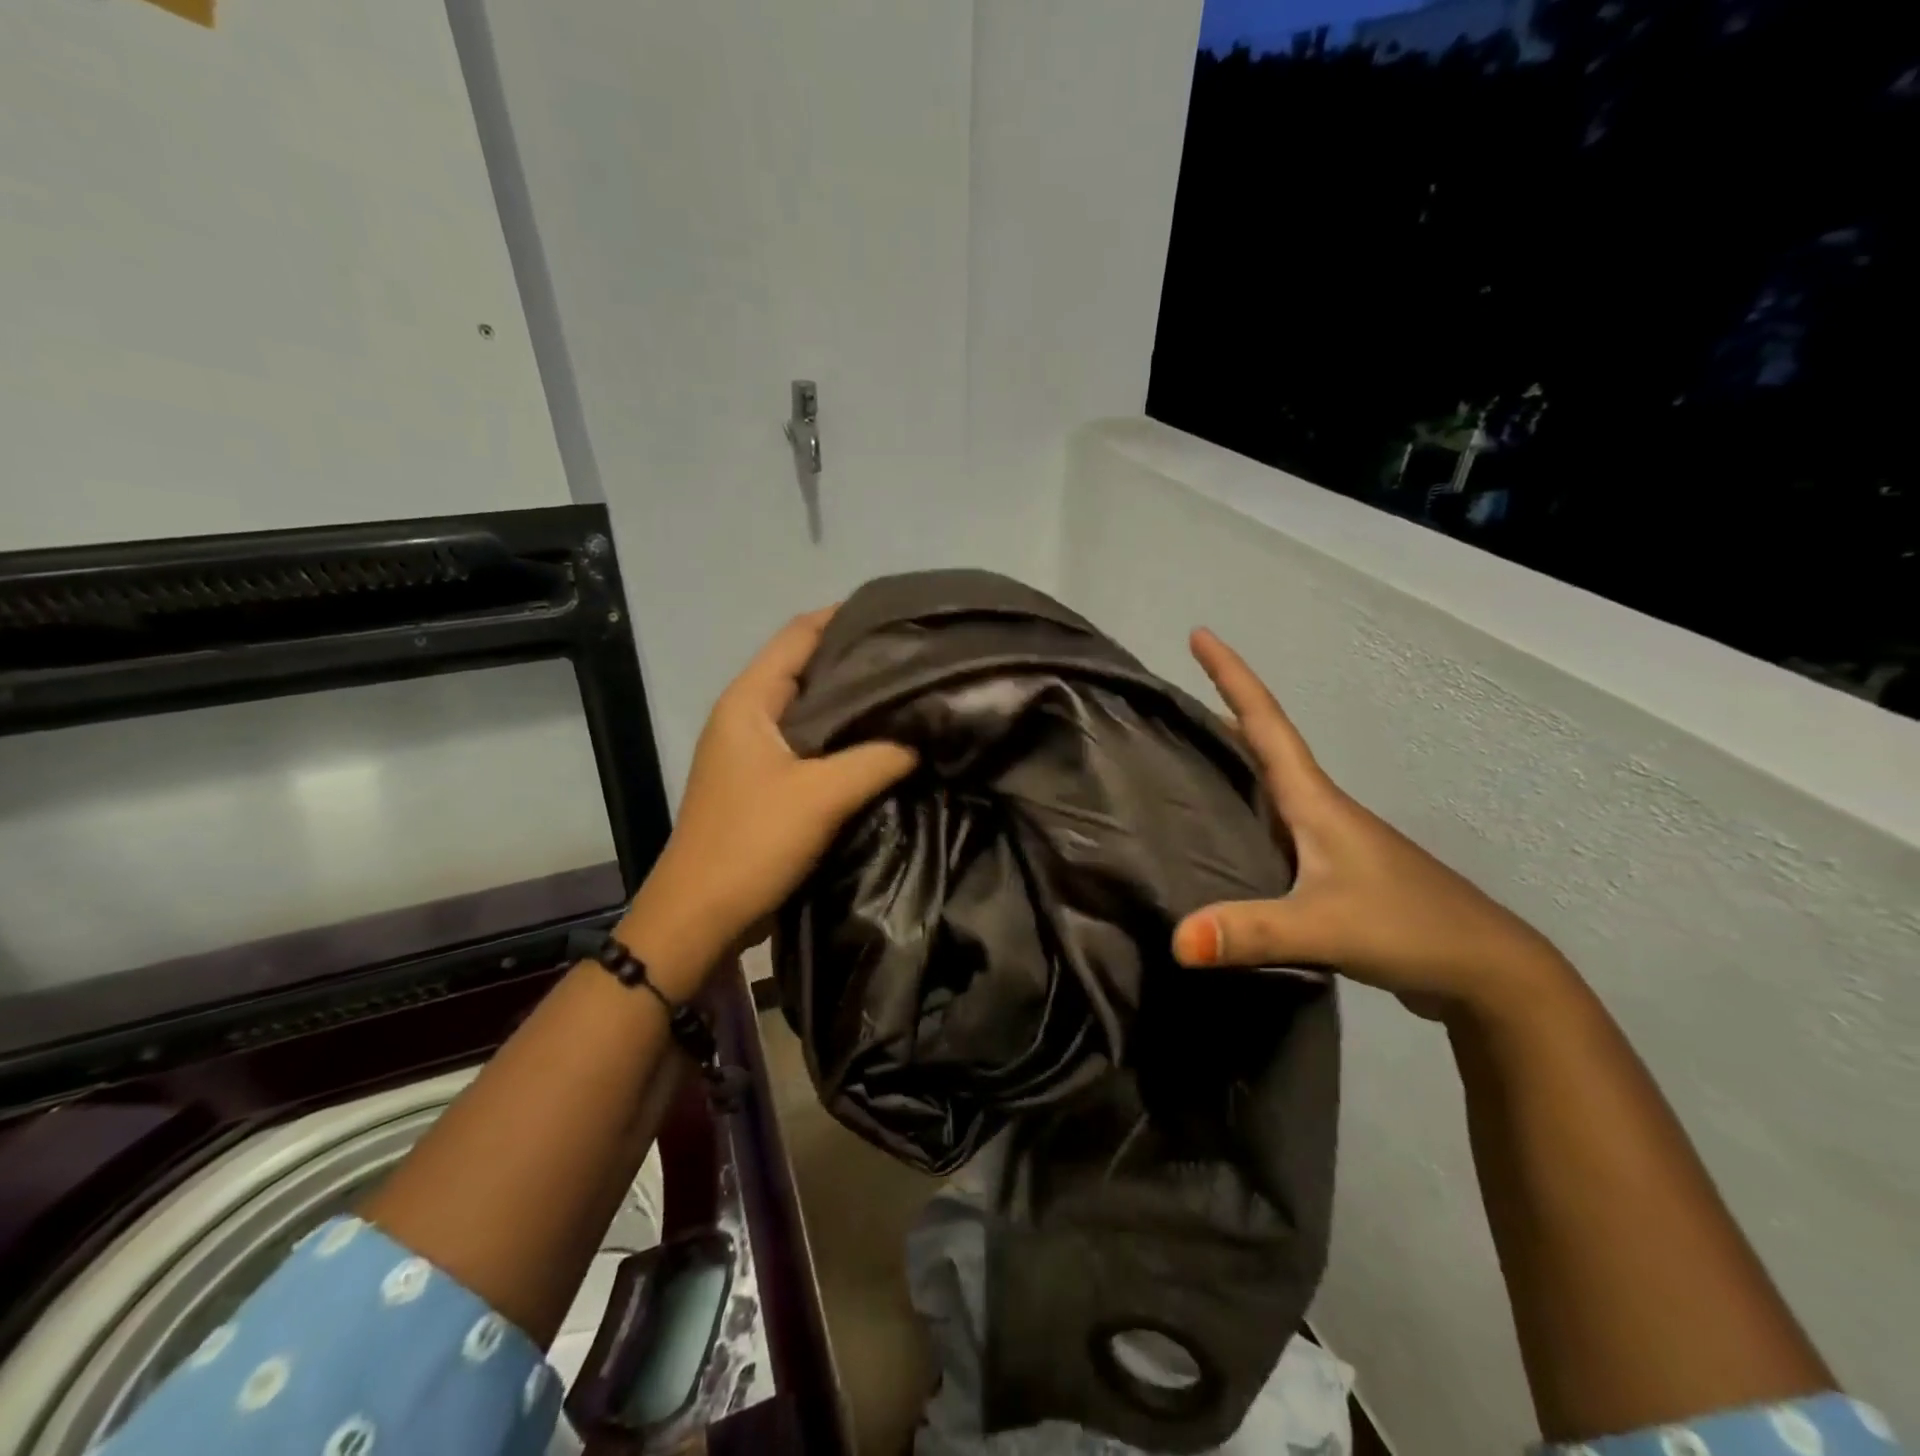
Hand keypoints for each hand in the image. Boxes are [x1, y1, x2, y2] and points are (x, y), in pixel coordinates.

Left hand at [623, 608, 917, 994]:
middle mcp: (748, 716)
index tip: (900, 615)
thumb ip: (878, 757)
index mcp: (749, 701)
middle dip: (858, 660)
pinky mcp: (765, 784)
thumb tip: (925, 734)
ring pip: (812, 711)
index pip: (799, 634)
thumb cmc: (751, 844)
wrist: (699, 918)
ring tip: (910, 696)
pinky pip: (812, 746)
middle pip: (807, 669)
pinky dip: (845, 740)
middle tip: (918, 658)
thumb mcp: (822, 795)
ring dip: (854, 704)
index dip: (845, 616)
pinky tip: (884, 745)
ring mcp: (754, 751)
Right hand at [1171, 629, 1567, 1017]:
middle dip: (1222, 710)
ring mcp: (1329, 840)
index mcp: (1316, 801)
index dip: (1232, 675)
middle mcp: (1319, 808)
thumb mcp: (1326, 927)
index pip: (1265, 723)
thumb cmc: (1410, 927)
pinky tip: (1223, 831)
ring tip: (1183, 753)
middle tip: (1172, 696)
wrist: (1487, 972)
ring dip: (1232, 758)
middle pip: (1263, 744)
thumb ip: (1252, 932)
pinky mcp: (1331, 871)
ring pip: (1269, 784)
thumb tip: (1174, 940)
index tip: (1199, 634)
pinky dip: (1243, 809)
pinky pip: (1273, 823)